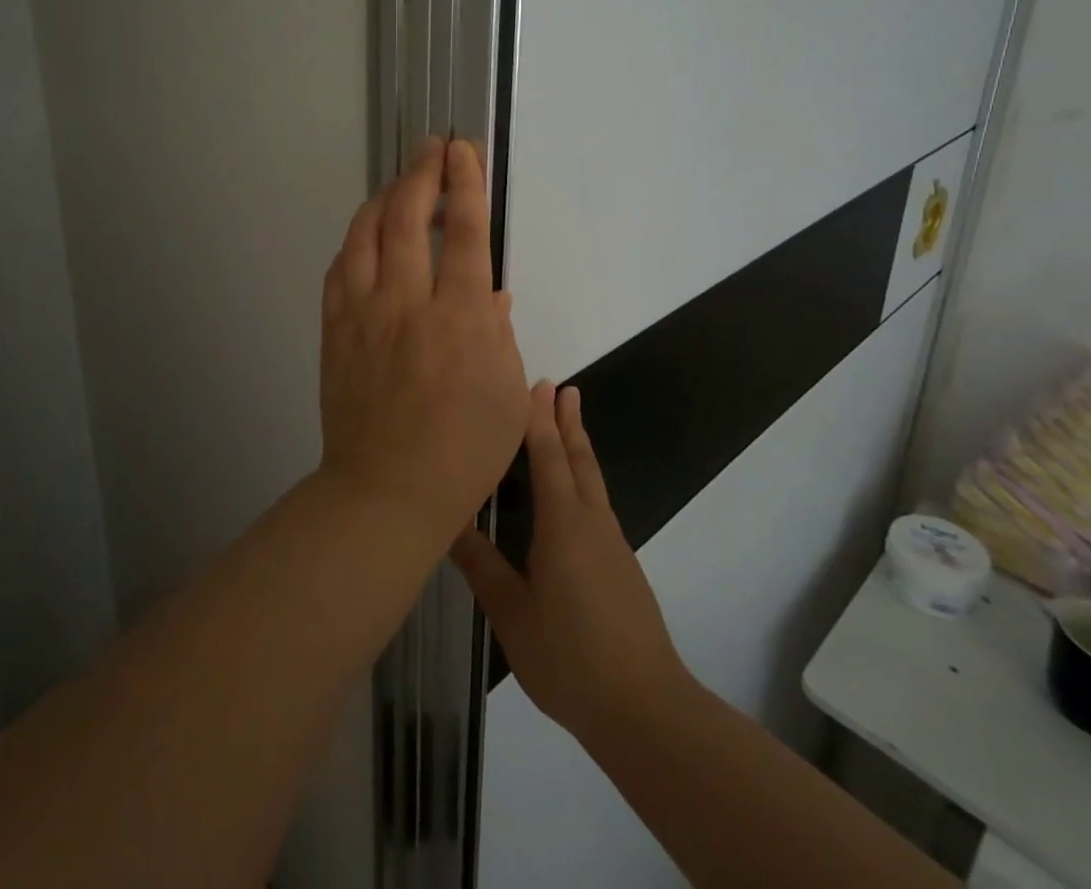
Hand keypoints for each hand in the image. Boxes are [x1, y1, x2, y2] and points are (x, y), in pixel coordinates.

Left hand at [319, 137, 530, 544]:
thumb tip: (489, 291)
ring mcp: (363, 313)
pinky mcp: (334, 329)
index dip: (465, 183)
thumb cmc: (463, 452)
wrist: (386, 492)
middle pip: (409, 217)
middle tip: (432, 147)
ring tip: (401, 183)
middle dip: (422, 172)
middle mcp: (408, 303)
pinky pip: (340, 267)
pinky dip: (356, 239)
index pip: (465, 233)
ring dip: (385, 197)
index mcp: (461, 318)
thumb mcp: (506, 395)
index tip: (463, 151)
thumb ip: (499, 332)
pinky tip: (367, 234)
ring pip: (366, 233)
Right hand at [452, 384, 692, 746]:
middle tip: (563, 388)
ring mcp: (612, 545)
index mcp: (564, 523)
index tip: (539, 383)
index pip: (549, 456)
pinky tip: (571, 498)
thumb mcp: (512, 613)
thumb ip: (480, 565)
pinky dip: (582, 480)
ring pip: (592, 481)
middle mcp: (592, 522)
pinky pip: (596, 505)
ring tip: (567, 425)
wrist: (644, 708)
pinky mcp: (620, 567)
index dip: (540, 419)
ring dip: (578, 447)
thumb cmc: (570, 656)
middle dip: (568, 422)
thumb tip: (447, 519)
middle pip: (580, 459)